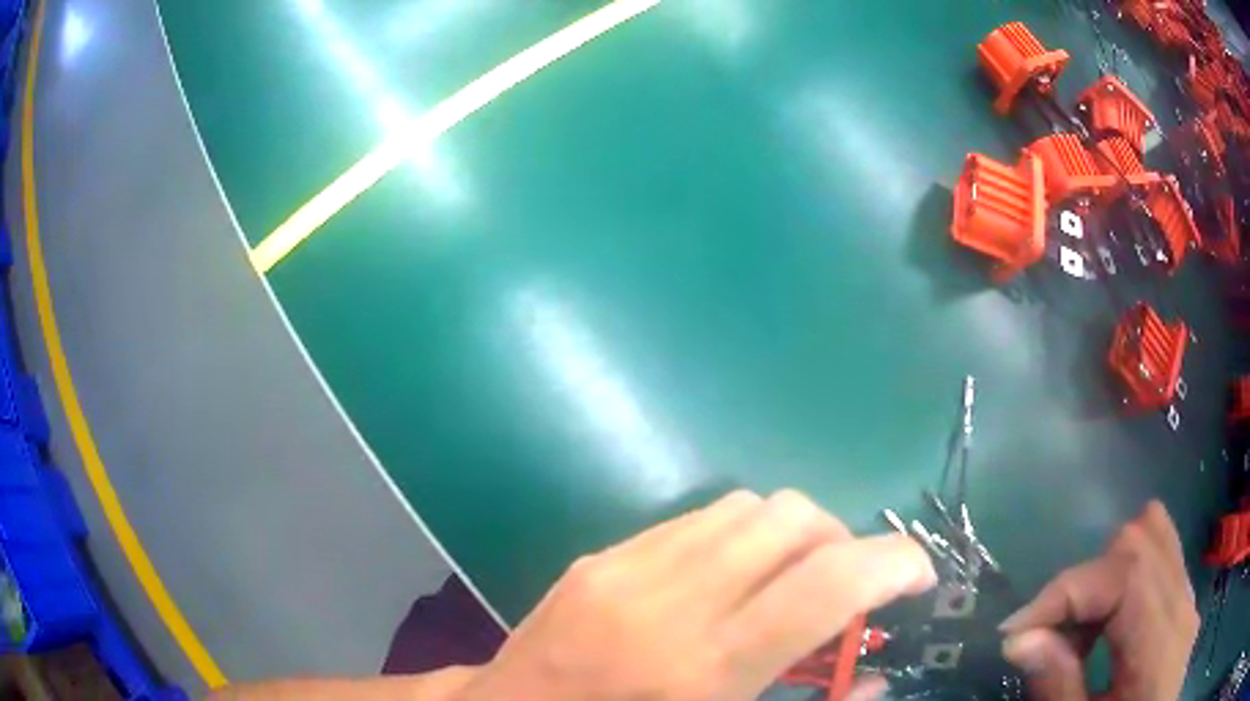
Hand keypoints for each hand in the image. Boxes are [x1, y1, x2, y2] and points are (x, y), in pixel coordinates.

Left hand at [457, 490, 935, 699]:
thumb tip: (876, 678)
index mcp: (704, 668)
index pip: (827, 583)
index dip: (894, 564)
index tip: (918, 576)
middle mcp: (669, 602)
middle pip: (793, 520)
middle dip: (843, 542)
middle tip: (846, 589)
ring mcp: (626, 568)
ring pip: (749, 507)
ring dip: (792, 536)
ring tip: (788, 582)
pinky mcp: (601, 555)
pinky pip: (697, 519)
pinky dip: (739, 538)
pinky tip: (728, 580)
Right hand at [1000, 500, 1197, 699]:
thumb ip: (1059, 687)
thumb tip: (1020, 639)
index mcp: (1161, 644)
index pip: (1123, 576)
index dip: (1065, 592)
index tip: (1015, 632)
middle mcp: (1183, 604)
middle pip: (1140, 540)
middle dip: (1084, 582)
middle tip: (1051, 639)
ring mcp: (1189, 597)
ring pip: (1155, 536)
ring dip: (1106, 574)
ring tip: (1080, 632)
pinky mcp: (1186, 601)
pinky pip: (1163, 556)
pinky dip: (1127, 576)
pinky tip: (1108, 626)